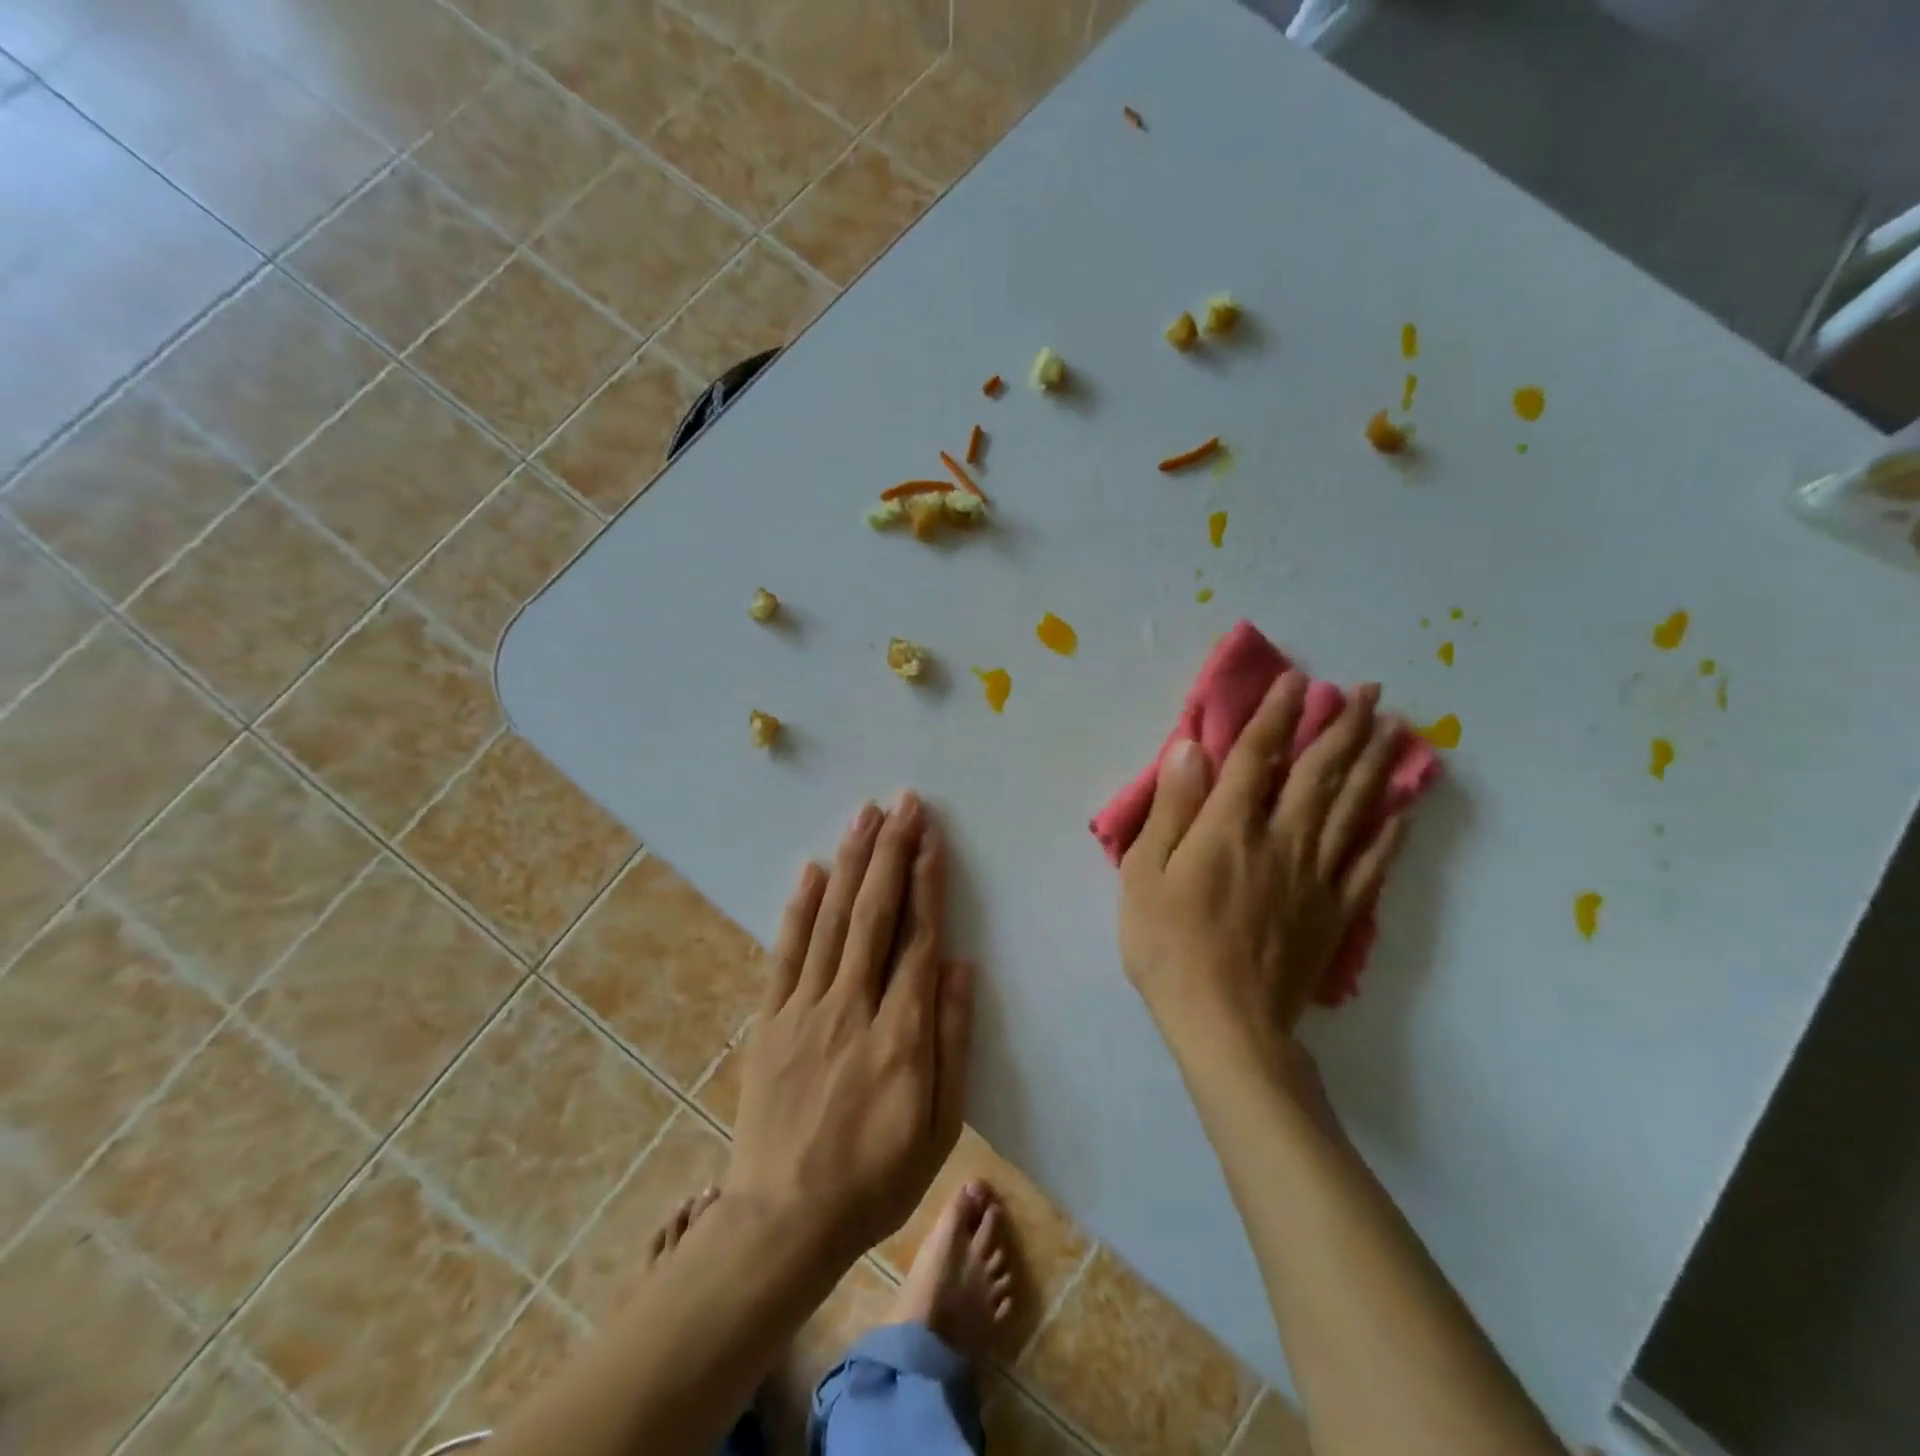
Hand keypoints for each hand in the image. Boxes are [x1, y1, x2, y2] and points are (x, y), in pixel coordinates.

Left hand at [728, 793, 973, 1266]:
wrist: (783, 1222)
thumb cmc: (875, 1179)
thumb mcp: (939, 1127)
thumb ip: (953, 1041)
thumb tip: (963, 966)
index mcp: (901, 1033)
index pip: (918, 939)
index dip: (927, 882)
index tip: (932, 837)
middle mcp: (852, 1006)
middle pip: (874, 914)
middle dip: (891, 852)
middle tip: (903, 803)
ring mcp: (804, 1010)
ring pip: (831, 920)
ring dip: (851, 863)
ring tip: (865, 816)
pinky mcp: (769, 1021)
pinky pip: (785, 953)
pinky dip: (799, 908)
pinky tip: (813, 870)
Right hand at [1118, 674, 1407, 1068]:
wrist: (1225, 1024)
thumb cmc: (1168, 946)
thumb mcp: (1144, 874)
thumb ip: (1172, 809)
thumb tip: (1191, 748)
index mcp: (1230, 829)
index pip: (1258, 757)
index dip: (1276, 715)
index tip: (1296, 680)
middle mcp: (1282, 840)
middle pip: (1319, 773)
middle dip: (1342, 726)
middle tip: (1366, 690)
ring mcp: (1317, 876)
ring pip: (1353, 808)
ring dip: (1374, 762)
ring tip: (1395, 726)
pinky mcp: (1336, 912)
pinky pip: (1371, 863)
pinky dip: (1390, 832)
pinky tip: (1404, 808)